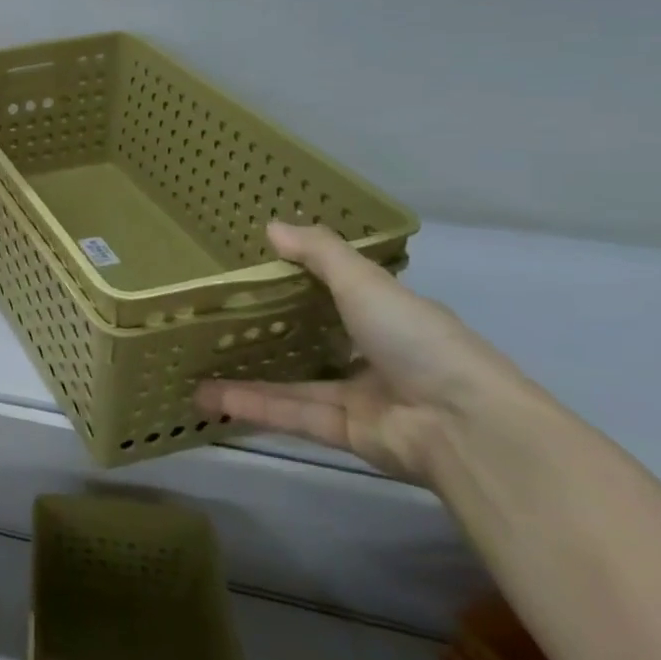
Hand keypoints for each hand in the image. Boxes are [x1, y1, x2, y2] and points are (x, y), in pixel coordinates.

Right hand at [194, 220, 533, 482]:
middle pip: (313, 341)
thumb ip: (319, 254)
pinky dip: (252, 406)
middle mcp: (375, 355)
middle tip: (217, 320)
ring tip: (196, 366)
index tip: (256, 270)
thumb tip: (270, 226)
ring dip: (246, 377)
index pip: (342, 294)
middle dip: (269, 333)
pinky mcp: (346, 433)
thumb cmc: (417, 341)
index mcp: (389, 316)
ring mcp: (361, 397)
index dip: (303, 281)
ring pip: (294, 383)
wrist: (464, 427)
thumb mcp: (365, 283)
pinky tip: (208, 398)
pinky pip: (292, 414)